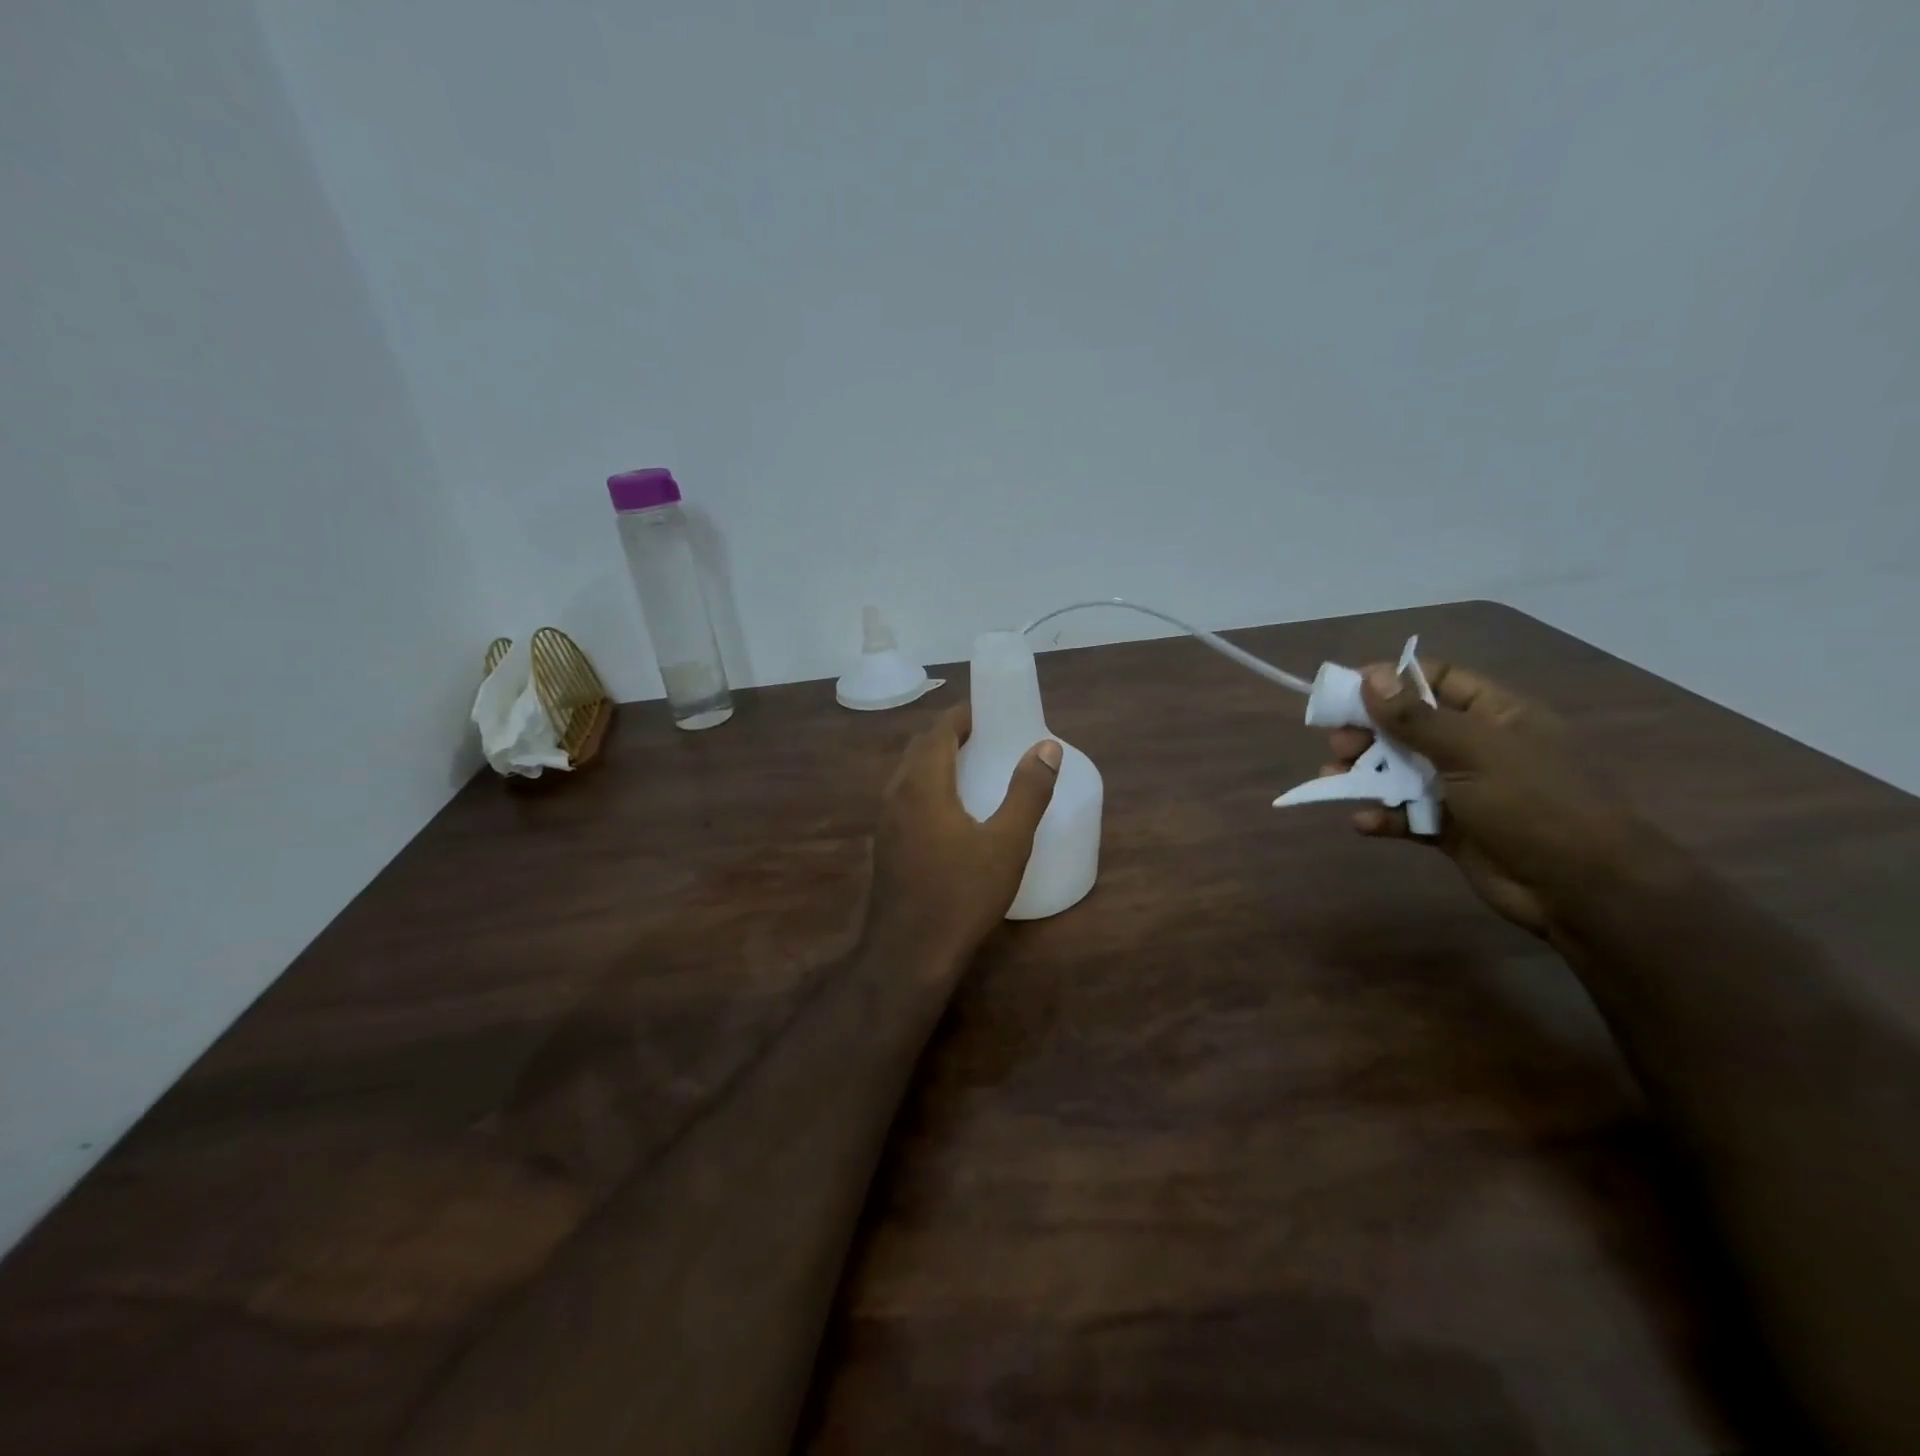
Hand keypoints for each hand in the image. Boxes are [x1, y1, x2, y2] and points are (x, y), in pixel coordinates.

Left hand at [867, 705, 1060, 961]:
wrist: (909, 952)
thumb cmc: (962, 894)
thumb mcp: (1007, 843)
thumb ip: (1028, 791)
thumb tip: (1046, 746)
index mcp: (922, 783)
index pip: (940, 729)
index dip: (965, 714)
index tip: (993, 710)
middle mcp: (896, 792)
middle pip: (922, 746)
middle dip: (952, 733)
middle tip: (989, 735)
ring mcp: (885, 819)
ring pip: (910, 772)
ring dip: (938, 759)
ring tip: (974, 765)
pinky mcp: (885, 842)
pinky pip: (906, 795)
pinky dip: (929, 784)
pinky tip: (952, 808)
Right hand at [1322, 659, 1665, 939]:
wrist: (1582, 889)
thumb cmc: (1533, 804)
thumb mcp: (1473, 751)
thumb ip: (1417, 718)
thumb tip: (1372, 677)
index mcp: (1495, 715)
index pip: (1437, 680)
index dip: (1392, 681)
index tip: (1347, 690)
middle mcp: (1476, 747)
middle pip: (1409, 726)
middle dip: (1368, 731)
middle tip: (1337, 743)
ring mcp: (1463, 789)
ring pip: (1400, 770)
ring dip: (1364, 773)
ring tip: (1332, 777)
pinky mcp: (1450, 829)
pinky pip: (1406, 814)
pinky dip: (1383, 816)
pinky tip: (1364, 822)